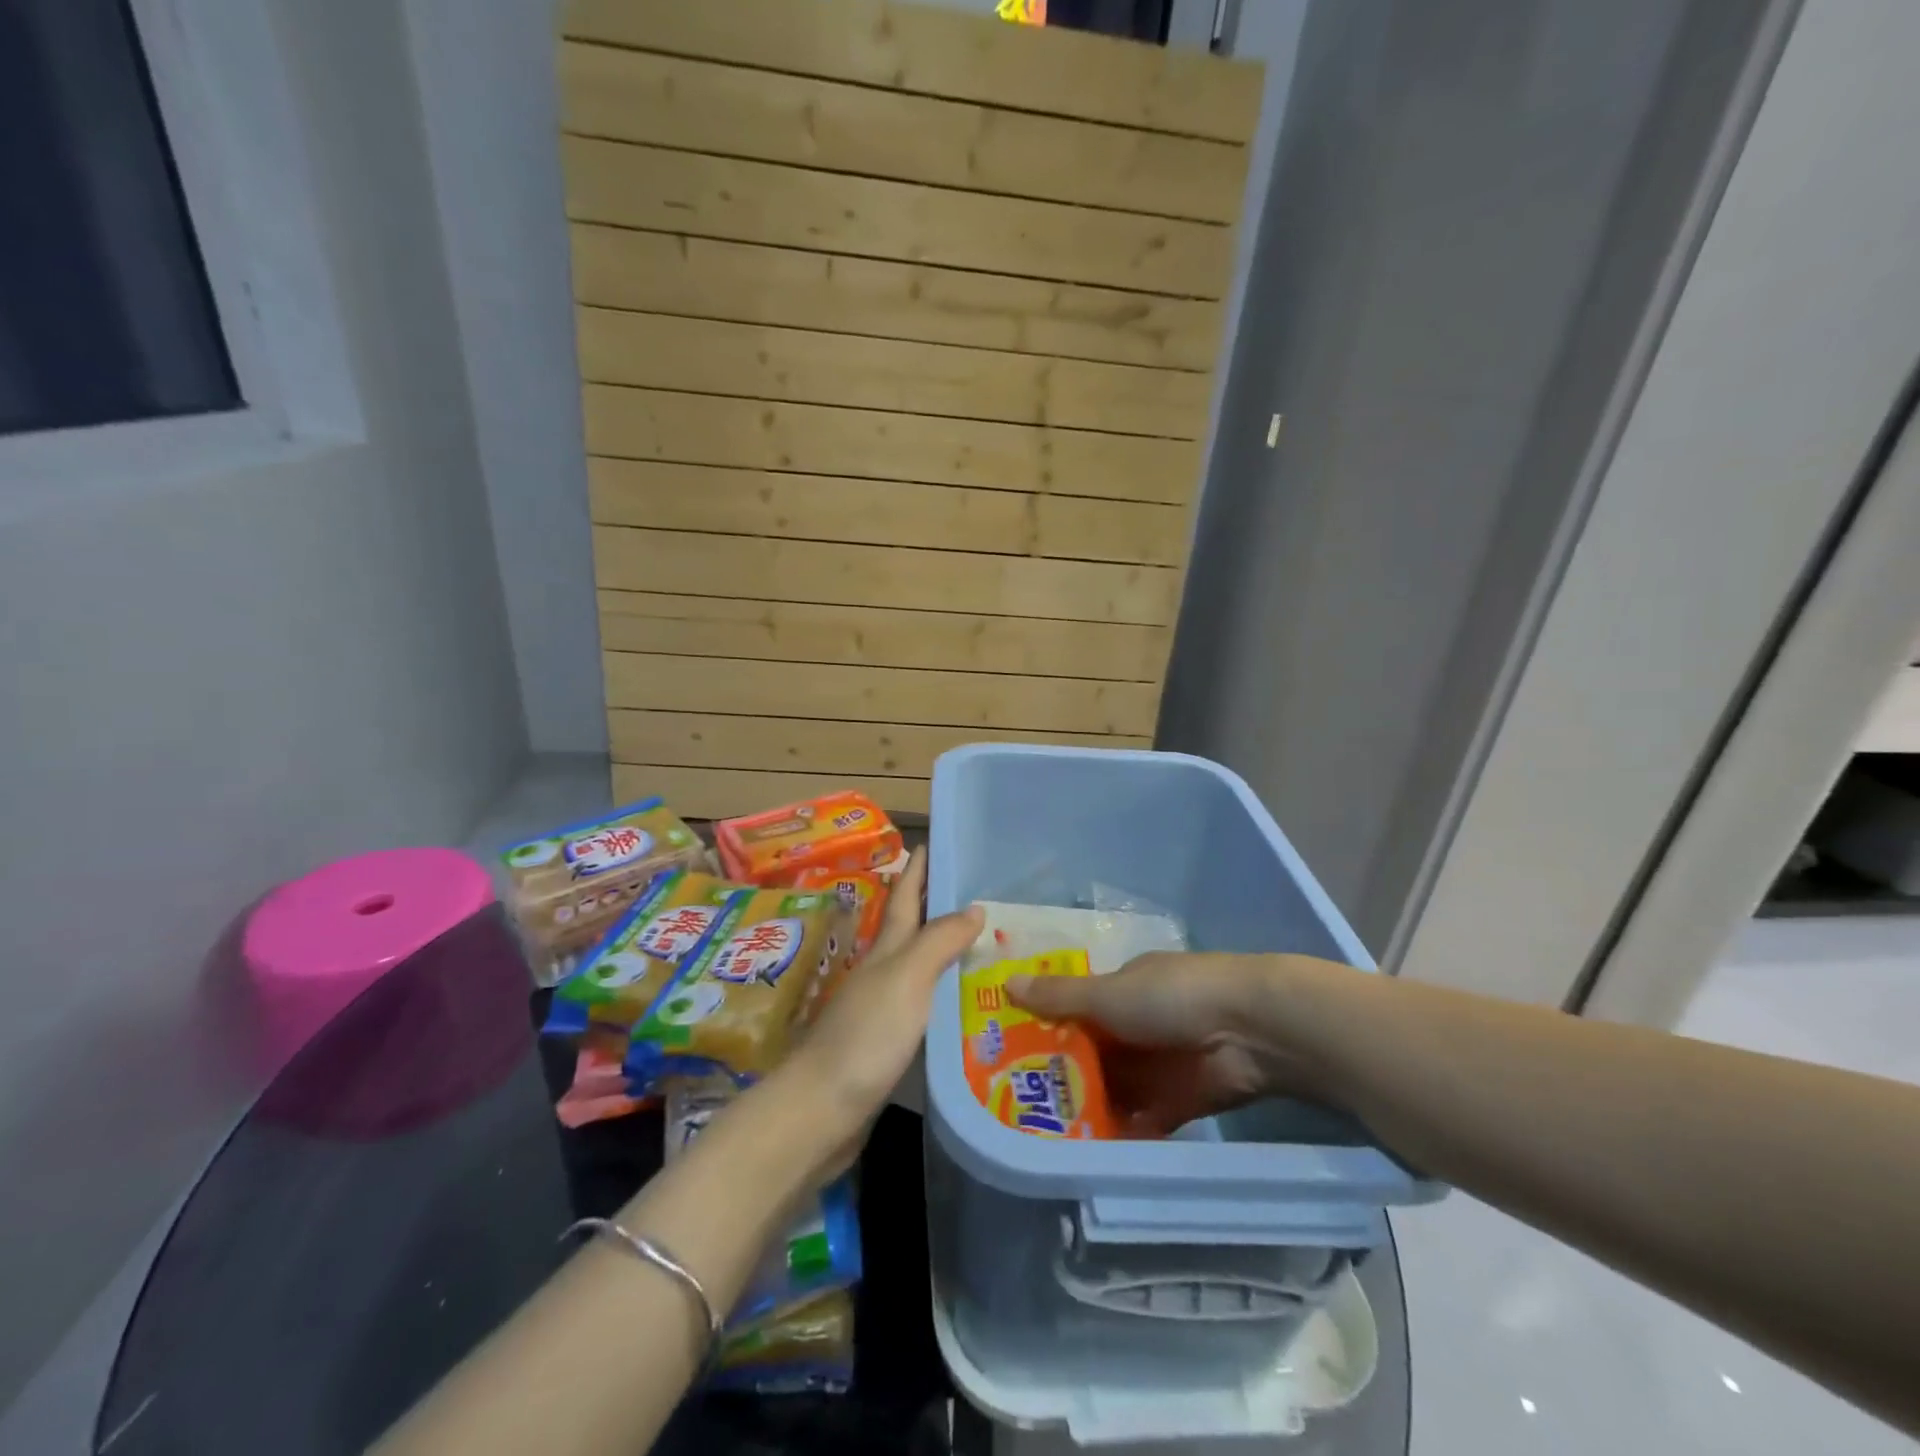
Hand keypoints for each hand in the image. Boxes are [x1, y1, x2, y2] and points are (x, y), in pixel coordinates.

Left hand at [779, 849, 982, 1147]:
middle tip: (973, 890)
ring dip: (942, 950)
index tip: (930, 843)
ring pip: (917, 967)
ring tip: (981, 943)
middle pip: (910, 929)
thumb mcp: (906, 978)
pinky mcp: (887, 1044)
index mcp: (886, 951)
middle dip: (933, 905)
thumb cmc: (866, 1036)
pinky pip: (923, 1005)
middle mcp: (882, 973)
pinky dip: (943, 994)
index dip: (916, 871)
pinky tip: (964, 1004)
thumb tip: (974, 906)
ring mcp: (881, 1009)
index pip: (904, 899)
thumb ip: (939, 941)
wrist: (821, 1110)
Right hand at [1008, 952, 1343, 1136]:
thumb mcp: (1108, 994)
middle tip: (1021, 1107)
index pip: (1076, 1011)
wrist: (1251, 1028)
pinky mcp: (1181, 1101)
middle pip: (1093, 1054)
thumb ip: (1059, 997)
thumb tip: (1005, 984)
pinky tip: (1089, 1153)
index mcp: (1122, 990)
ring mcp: (1160, 1065)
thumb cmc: (1170, 997)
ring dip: (1090, 1108)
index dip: (1046, 1031)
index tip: (1011, 1055)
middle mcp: (1139, 1026)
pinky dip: (1122, 1132)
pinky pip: (1143, 1119)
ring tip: (1046, 1137)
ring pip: (1115, 1089)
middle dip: (1064, 1077)